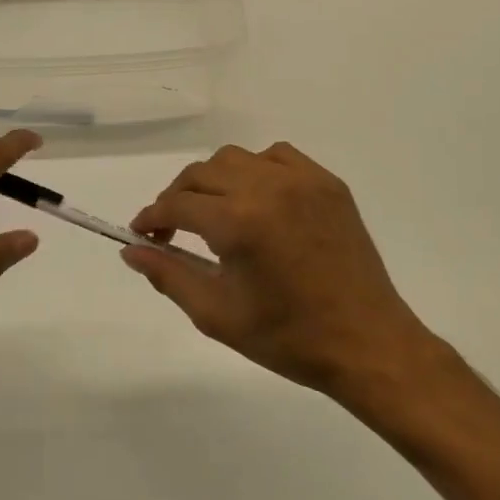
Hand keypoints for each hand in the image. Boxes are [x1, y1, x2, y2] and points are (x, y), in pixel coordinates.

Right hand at [124, 142, 434, 396]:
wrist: (367, 343)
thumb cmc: (288, 338)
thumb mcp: (217, 314)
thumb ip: (168, 275)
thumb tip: (131, 250)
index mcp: (239, 221)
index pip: (177, 203)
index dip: (152, 216)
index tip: (142, 233)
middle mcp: (268, 187)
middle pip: (202, 173)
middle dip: (177, 197)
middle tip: (171, 229)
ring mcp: (302, 180)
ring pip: (236, 158)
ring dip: (214, 180)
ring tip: (213, 213)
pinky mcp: (327, 183)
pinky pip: (278, 156)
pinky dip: (256, 170)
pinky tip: (256, 200)